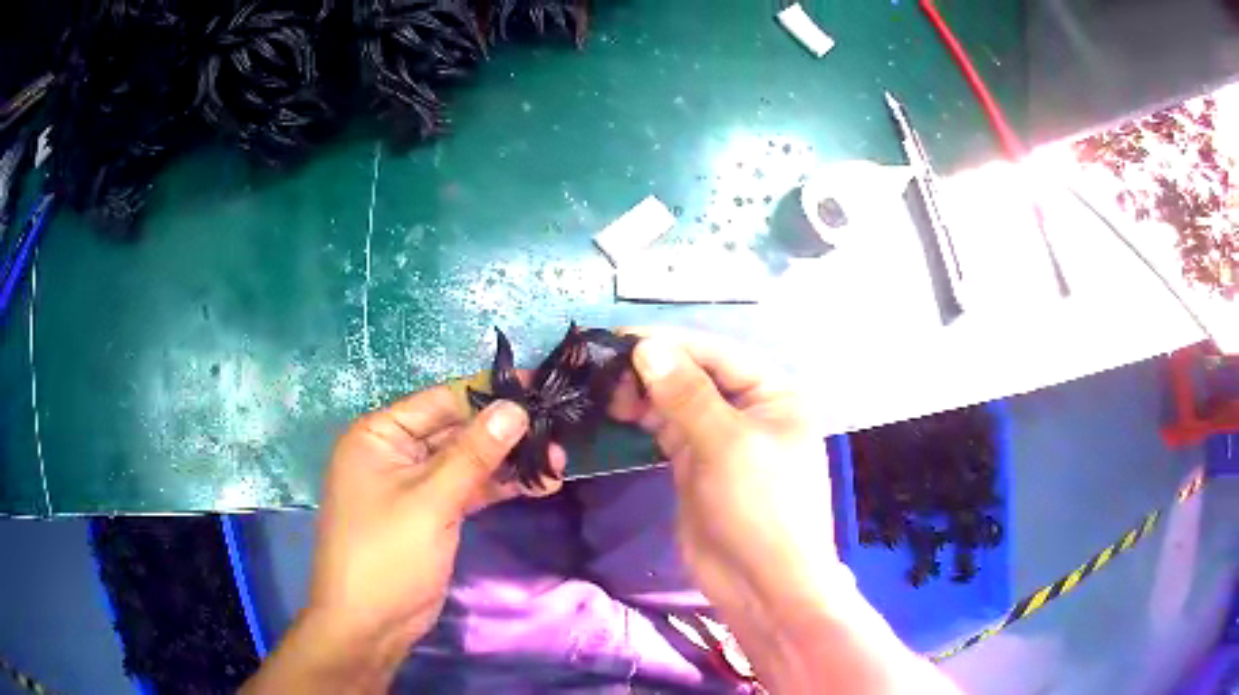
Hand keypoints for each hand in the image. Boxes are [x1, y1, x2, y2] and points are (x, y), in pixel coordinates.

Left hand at [245, 384, 562, 692]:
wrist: (370, 625)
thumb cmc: (387, 555)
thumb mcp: (431, 500)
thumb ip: (474, 454)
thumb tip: (515, 408)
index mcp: (379, 435)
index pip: (440, 401)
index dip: (489, 394)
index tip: (539, 388)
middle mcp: (395, 452)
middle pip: (456, 431)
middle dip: (505, 435)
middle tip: (557, 434)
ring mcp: (414, 485)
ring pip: (466, 462)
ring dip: (507, 463)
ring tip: (557, 464)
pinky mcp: (432, 514)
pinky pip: (467, 489)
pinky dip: (497, 487)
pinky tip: (537, 485)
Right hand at [612, 332, 961, 693]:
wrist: (762, 584)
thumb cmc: (761, 506)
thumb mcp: (728, 444)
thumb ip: (686, 394)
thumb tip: (646, 346)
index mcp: (773, 393)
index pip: (717, 354)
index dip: (669, 343)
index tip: (618, 338)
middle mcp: (749, 409)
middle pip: (695, 375)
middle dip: (653, 369)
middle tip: (604, 371)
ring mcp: (721, 439)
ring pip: (678, 402)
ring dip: (645, 393)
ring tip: (604, 390)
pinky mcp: (697, 465)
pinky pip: (669, 430)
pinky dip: (645, 419)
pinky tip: (618, 410)